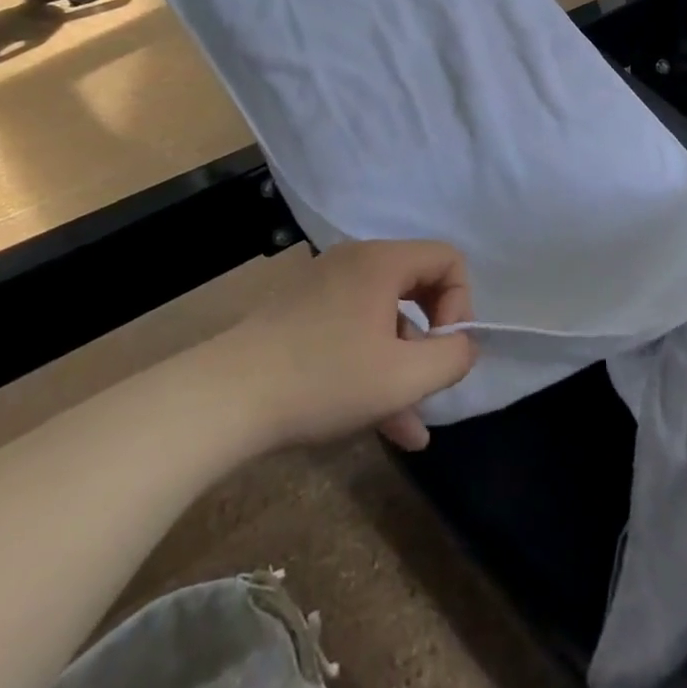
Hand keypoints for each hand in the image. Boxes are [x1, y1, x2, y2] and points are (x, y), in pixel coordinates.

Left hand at [223, 240, 476, 453]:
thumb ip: (452, 358)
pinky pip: (353, 331)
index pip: (447, 260)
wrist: (223, 399)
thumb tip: (463, 346)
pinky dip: (372, 366)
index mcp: (382, 261)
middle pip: (417, 288)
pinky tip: (382, 425)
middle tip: (431, 379)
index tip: (445, 351)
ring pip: (383, 320)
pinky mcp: (301, 316)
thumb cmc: (324, 379)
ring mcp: (324, 288)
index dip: (461, 305)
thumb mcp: (404, 377)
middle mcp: (355, 262)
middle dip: (432, 339)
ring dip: (403, 366)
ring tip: (410, 426)